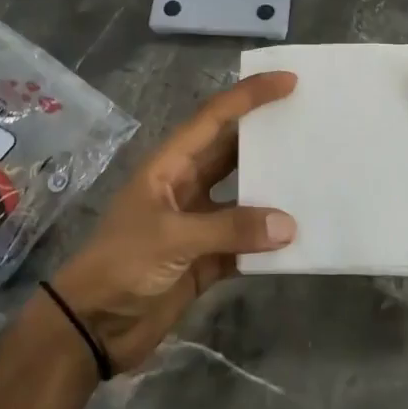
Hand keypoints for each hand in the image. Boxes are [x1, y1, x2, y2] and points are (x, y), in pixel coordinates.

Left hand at [42, 72, 297, 372]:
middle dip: (267, 135)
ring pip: (243, 197)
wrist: (92, 327)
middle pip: (233, 151)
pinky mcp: (206, 259)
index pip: (214, 118)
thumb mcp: (172, 239)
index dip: (249, 96)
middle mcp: (186, 186)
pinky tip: (298, 239)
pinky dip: (268, 241)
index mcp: (170, 166)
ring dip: (273, 191)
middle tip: (311, 121)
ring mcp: (197, 223)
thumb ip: (231, 229)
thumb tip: (289, 224)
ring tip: (315, 176)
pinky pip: (245, 241)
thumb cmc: (122, 265)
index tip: (288, 81)